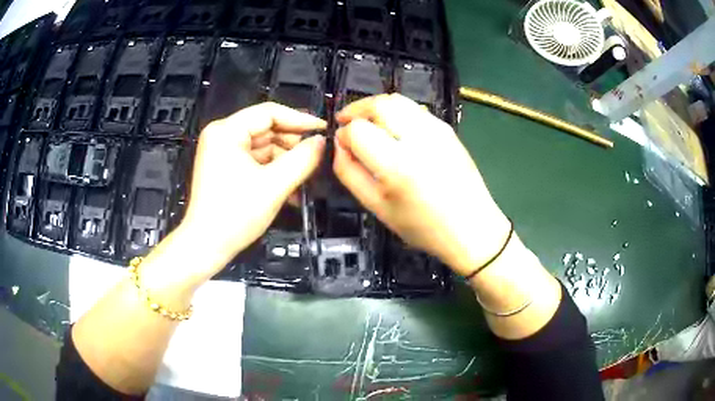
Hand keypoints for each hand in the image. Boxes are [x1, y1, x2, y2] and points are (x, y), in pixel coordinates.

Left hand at [178, 102, 325, 277]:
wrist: (206, 247)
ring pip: (264, 148)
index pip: (269, 113)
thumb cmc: (234, 215)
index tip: (323, 130)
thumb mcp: (274, 186)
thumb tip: (321, 142)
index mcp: (226, 131)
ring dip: (286, 162)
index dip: (300, 120)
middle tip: (317, 159)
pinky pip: (256, 162)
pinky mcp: (226, 168)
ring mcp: (223, 152)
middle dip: (293, 146)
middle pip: (267, 130)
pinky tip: (291, 189)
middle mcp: (223, 136)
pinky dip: (274, 172)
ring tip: (306, 179)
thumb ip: (302, 159)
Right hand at [334, 94, 509, 275]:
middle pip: (379, 104)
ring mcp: (437, 129)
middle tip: (347, 123)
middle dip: (356, 109)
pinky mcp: (447, 129)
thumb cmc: (423, 227)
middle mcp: (419, 139)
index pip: (358, 130)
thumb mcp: (378, 208)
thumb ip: (350, 173)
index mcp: (398, 165)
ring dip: (375, 107)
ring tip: (367, 124)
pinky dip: (396, 112)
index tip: (341, 145)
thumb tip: (339, 145)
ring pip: (397, 100)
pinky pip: (414, 109)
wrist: (472, 227)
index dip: (343, 134)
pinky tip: (393, 130)